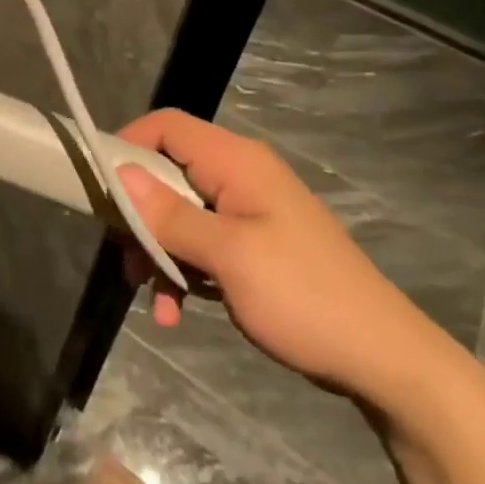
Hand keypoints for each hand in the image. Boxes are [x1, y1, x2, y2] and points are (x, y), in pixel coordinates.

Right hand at [116, 110, 455, 403]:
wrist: (384, 358)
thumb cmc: (303, 296)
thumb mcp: (228, 257)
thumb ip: (171, 215)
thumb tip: (120, 174)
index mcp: (236, 162)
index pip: (167, 126)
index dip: (128, 144)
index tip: (100, 187)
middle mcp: (241, 175)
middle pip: (169, 171)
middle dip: (140, 213)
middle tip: (125, 256)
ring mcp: (250, 211)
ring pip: (181, 212)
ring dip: (160, 250)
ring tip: (150, 297)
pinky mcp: (256, 244)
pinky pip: (204, 243)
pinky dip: (185, 270)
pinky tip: (176, 312)